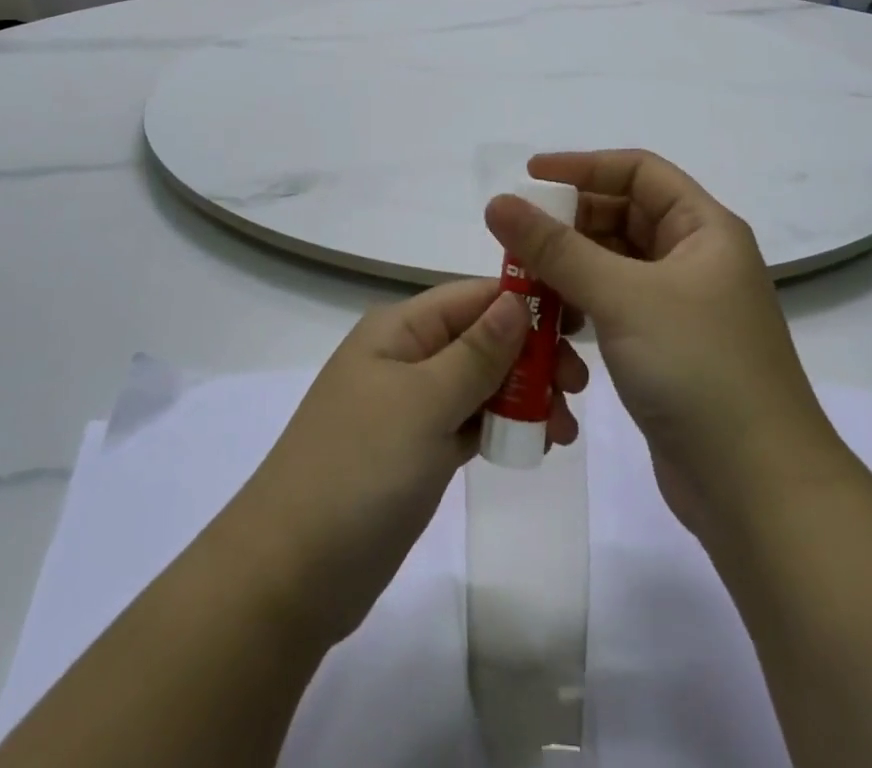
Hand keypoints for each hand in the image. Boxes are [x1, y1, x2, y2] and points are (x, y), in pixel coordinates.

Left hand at [221, 278, 588, 644]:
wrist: (291, 575)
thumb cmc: (360, 469)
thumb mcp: (425, 401)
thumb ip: (477, 351)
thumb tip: (517, 299)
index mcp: (400, 328)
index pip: (474, 296)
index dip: (528, 303)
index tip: (580, 325)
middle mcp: (406, 356)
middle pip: (483, 338)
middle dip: (532, 356)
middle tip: (576, 390)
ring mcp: (411, 406)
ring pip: (481, 383)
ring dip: (525, 396)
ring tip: (562, 431)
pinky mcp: (417, 451)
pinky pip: (470, 422)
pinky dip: (503, 427)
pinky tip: (536, 445)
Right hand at [485, 151, 848, 538]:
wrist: (759, 491)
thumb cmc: (699, 370)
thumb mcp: (622, 297)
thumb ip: (556, 248)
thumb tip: (498, 202)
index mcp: (704, 229)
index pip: (639, 171)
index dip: (584, 166)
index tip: (529, 177)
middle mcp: (696, 259)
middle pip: (624, 216)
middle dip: (570, 222)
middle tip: (516, 236)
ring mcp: (682, 307)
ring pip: (615, 265)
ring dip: (570, 267)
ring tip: (523, 281)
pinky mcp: (667, 349)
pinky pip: (615, 306)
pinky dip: (582, 306)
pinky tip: (552, 322)